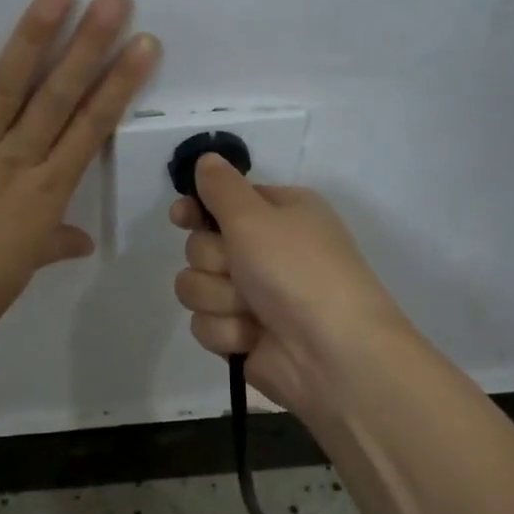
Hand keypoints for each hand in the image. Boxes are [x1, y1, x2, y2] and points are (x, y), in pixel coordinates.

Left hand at [0, 0, 159, 344]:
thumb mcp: (25, 268)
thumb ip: (54, 244)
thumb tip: (83, 241)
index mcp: (46, 192)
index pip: (92, 129)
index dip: (120, 85)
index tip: (143, 45)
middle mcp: (15, 160)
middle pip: (59, 97)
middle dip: (90, 46)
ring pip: (7, 88)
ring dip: (32, 39)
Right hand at [170, 155, 409, 414]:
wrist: (332, 354)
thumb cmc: (298, 271)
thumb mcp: (256, 217)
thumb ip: (221, 188)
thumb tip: (205, 160)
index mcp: (279, 214)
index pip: (222, 202)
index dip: (198, 210)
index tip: (181, 216)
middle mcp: (265, 251)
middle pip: (200, 246)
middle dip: (214, 261)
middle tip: (241, 269)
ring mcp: (252, 296)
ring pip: (196, 286)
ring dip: (219, 298)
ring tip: (251, 310)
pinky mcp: (241, 334)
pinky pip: (204, 323)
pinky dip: (226, 330)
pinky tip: (252, 337)